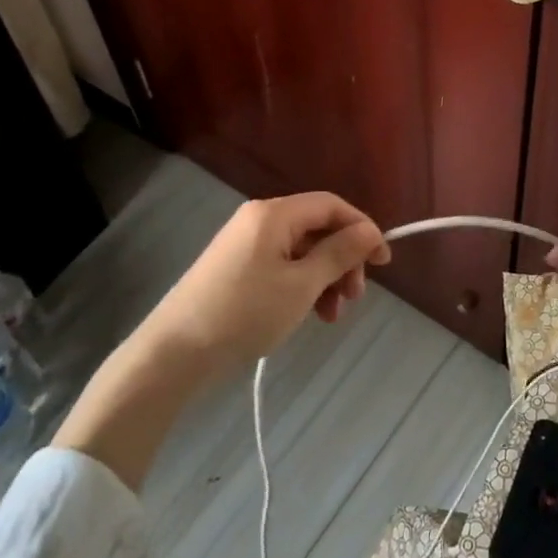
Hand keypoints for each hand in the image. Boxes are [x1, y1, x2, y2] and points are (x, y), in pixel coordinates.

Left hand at [147, 192, 390, 369]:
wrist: (174, 352)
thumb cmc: (244, 313)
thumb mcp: (301, 285)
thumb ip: (339, 254)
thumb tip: (369, 231)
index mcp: (274, 214)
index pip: (331, 206)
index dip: (362, 229)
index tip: (383, 262)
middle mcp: (260, 220)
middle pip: (317, 229)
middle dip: (343, 260)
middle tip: (355, 298)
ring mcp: (245, 244)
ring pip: (302, 251)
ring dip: (325, 278)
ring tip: (332, 315)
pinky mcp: (236, 268)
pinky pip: (283, 266)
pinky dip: (302, 285)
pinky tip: (310, 314)